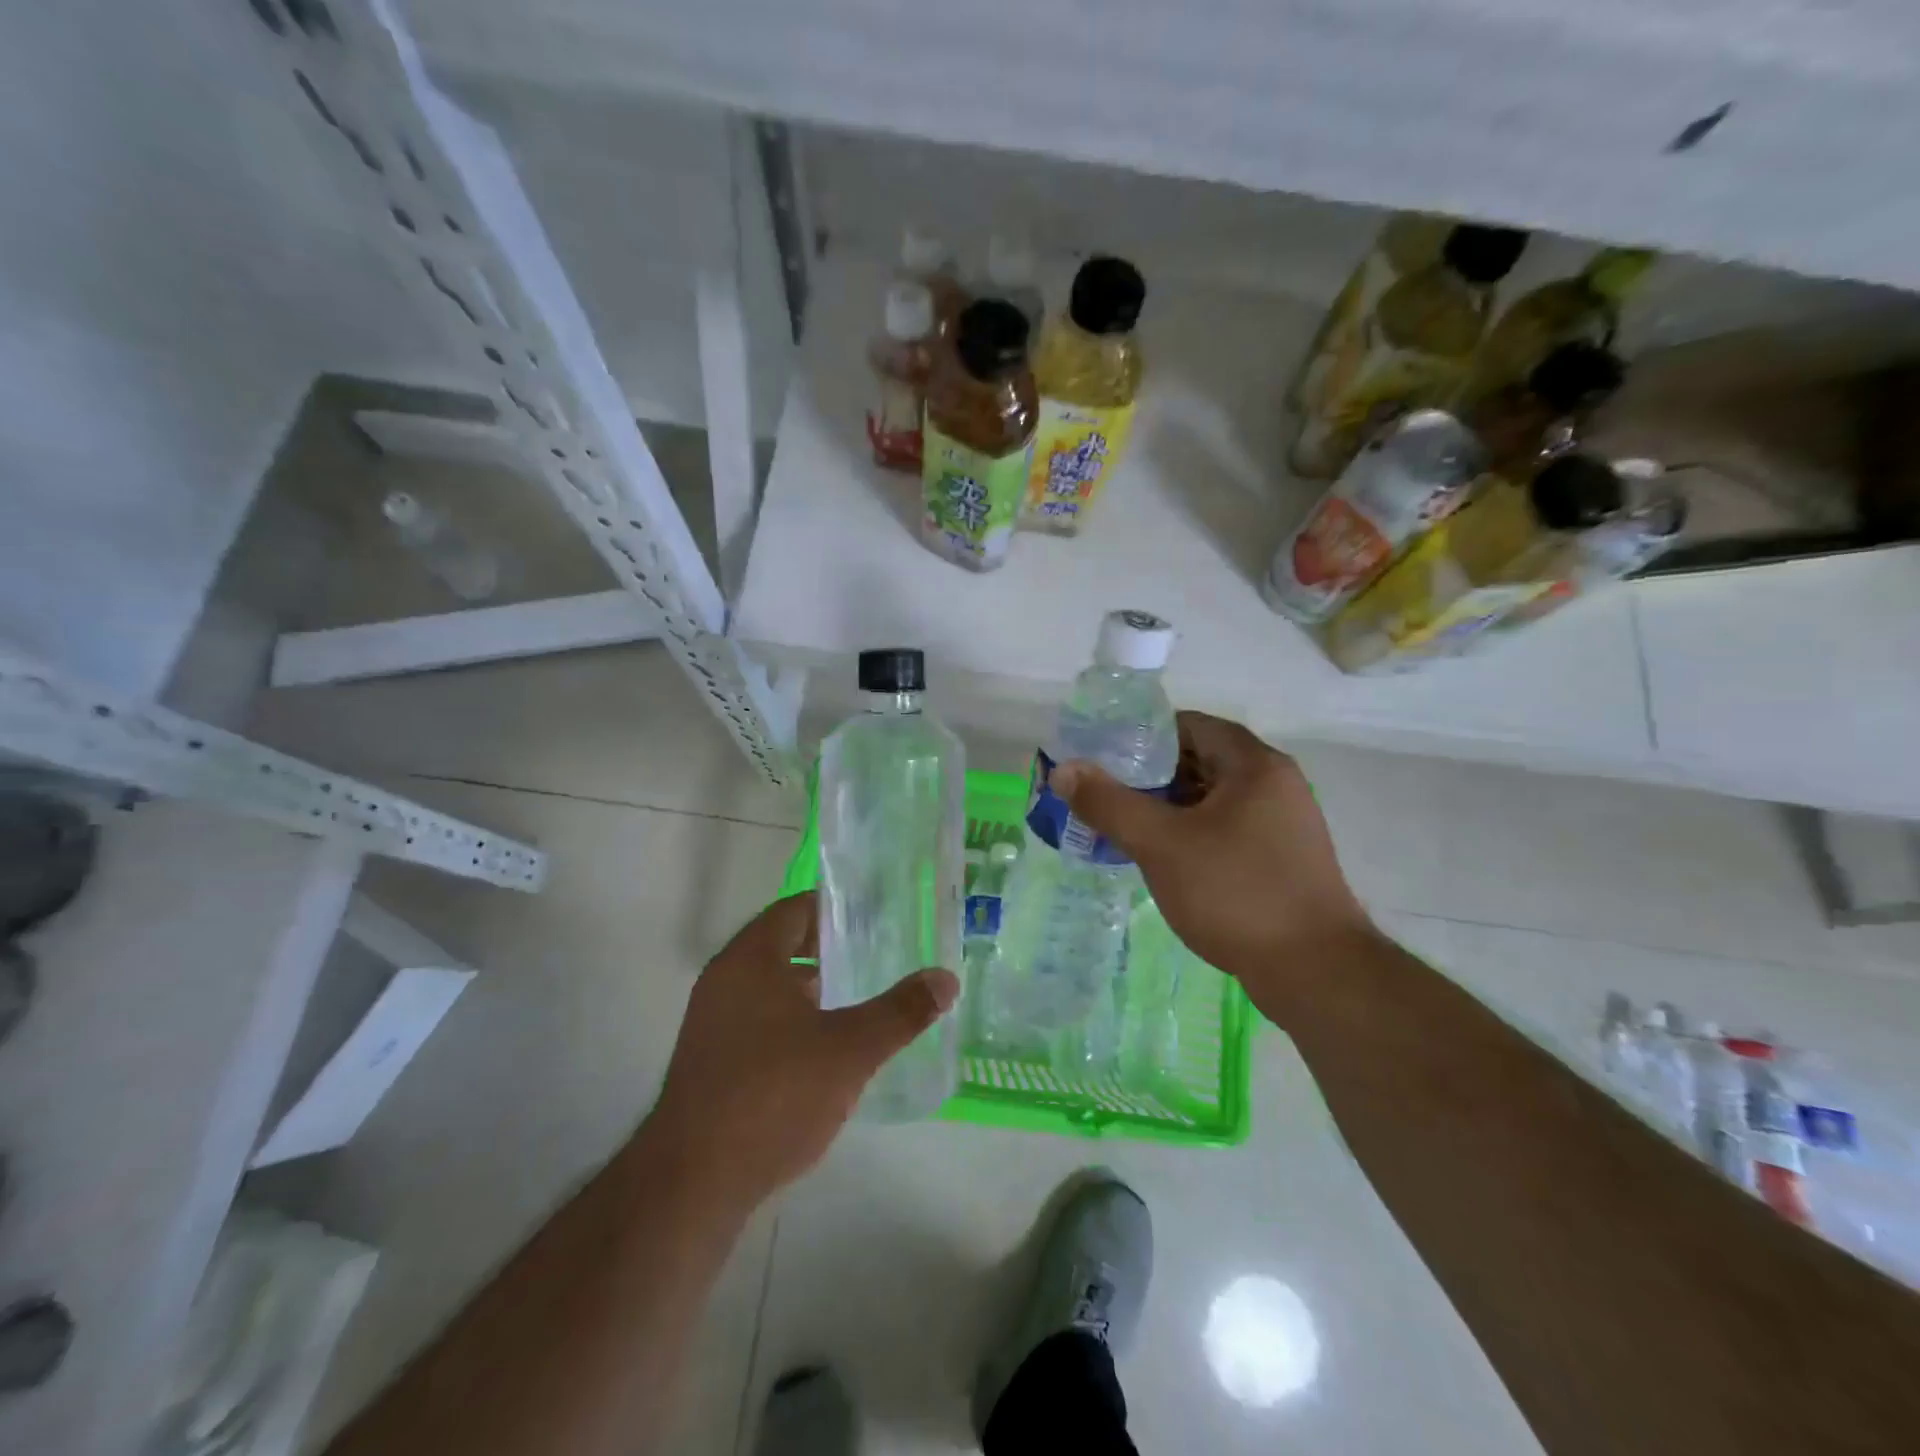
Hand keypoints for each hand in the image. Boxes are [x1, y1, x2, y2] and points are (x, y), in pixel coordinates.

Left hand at [644, 892, 958, 1211]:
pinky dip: (792, 1020)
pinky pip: (758, 1021)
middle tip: (876, 953)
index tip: (876, 915)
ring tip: (858, 997)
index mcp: (750, 960)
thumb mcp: (850, 1050)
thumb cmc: (773, 1095)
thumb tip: (946, 978)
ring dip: (810, 987)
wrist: (693, 1183)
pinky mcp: (709, 1062)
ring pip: (769, 987)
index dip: (835, 908)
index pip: (795, 910)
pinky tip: (824, 1049)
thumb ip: (900, 1012)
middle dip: (828, 948)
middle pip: (782, 945)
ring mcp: (711, 1023)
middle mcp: (724, 981)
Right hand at [1052, 712, 1376, 1010]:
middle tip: (1104, 793)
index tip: (1102, 756)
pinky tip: (1161, 858)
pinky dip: (1190, 833)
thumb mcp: (1161, 844)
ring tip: (1122, 825)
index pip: (1189, 725)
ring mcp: (1283, 823)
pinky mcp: (1281, 859)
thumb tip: (1064, 770)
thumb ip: (1109, 803)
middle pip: (1200, 761)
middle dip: (1149, 775)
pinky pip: (1225, 829)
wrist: (1317, 973)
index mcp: (1254, 764)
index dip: (1142, 735)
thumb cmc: (1237, 894)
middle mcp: (1275, 784)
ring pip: (1211, 799)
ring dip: (1168, 807)